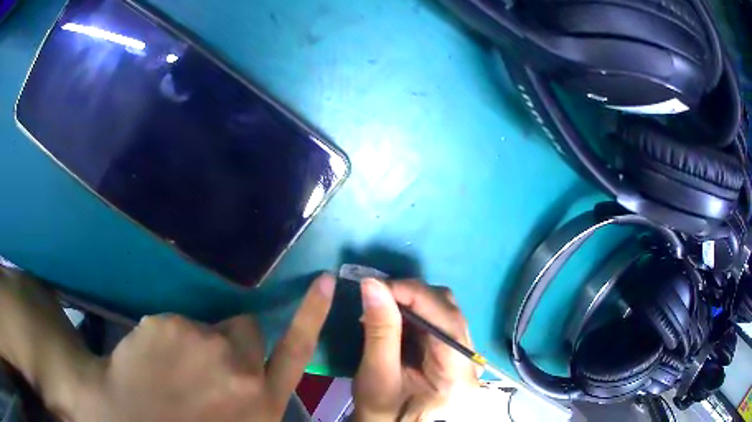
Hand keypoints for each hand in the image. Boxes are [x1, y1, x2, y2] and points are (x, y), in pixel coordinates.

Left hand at [72, 274, 335, 421]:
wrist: (123, 420)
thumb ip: (253, 399)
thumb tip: (255, 372)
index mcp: (260, 401)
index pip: (296, 349)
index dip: (312, 313)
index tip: (326, 280)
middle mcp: (241, 372)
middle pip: (245, 329)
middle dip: (228, 341)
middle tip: (202, 363)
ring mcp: (203, 344)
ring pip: (206, 325)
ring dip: (194, 342)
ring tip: (170, 370)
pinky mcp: (168, 325)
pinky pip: (173, 321)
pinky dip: (163, 336)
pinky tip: (149, 359)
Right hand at [353, 278, 477, 421]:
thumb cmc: (384, 411)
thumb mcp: (377, 375)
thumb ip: (379, 330)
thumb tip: (372, 284)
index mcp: (458, 374)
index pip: (447, 322)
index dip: (415, 295)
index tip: (377, 285)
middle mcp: (470, 360)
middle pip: (450, 312)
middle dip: (413, 296)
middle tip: (377, 295)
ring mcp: (463, 355)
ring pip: (445, 312)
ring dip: (413, 303)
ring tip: (382, 306)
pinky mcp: (452, 353)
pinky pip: (437, 321)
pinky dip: (414, 313)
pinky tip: (394, 317)